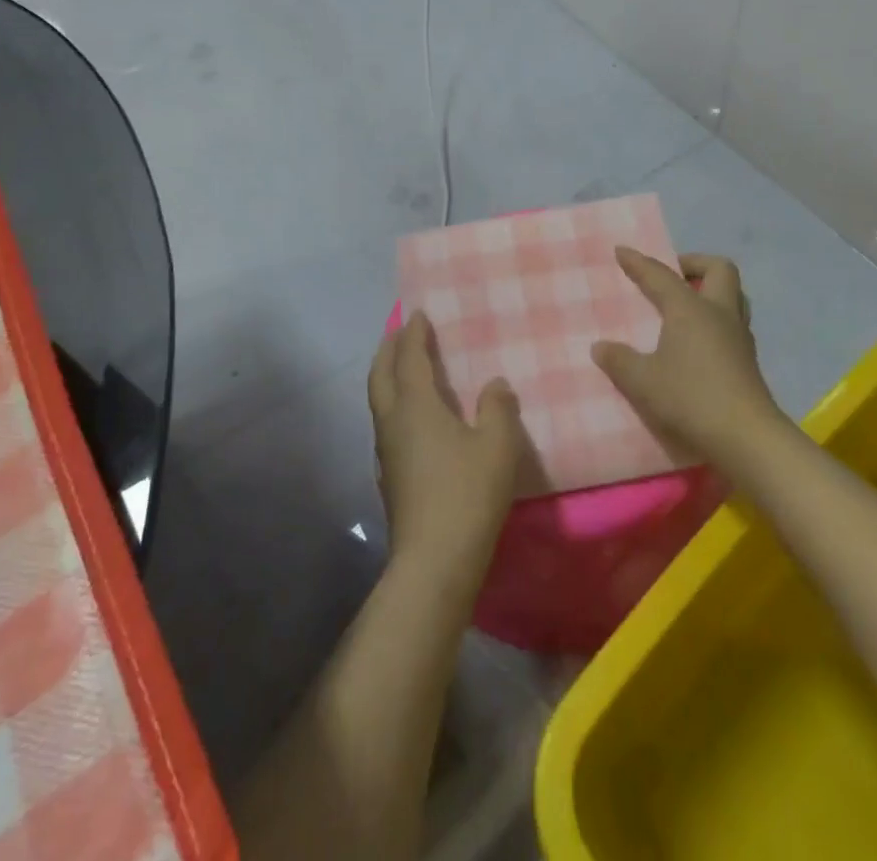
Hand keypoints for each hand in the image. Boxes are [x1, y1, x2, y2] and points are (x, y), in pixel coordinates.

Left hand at [368, 313, 524, 592]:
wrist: (434, 561)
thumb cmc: (467, 494)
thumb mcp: (497, 445)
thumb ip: (498, 408)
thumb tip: (494, 384)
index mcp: (415, 406)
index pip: (408, 358)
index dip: (413, 334)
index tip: (418, 314)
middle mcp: (392, 422)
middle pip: (380, 375)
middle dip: (388, 349)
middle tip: (400, 332)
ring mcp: (386, 452)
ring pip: (379, 400)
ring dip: (387, 376)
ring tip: (404, 368)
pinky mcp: (389, 476)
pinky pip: (386, 423)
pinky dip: (394, 404)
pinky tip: (413, 418)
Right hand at [591, 249, 782, 465]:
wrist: (746, 437)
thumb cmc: (690, 398)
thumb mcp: (643, 381)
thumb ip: (619, 361)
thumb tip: (600, 347)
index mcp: (690, 309)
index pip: (661, 275)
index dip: (639, 262)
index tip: (622, 251)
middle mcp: (719, 313)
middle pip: (719, 269)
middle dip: (694, 264)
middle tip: (671, 276)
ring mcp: (739, 336)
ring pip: (733, 295)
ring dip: (710, 291)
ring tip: (685, 306)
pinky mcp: (747, 360)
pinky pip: (732, 322)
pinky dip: (714, 320)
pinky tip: (696, 341)